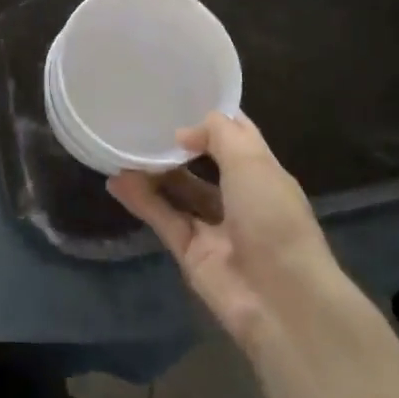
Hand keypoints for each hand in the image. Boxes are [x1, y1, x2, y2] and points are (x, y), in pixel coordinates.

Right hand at [108, 113, 342, 347]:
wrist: (282, 301)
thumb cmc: (274, 219)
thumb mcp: (252, 162)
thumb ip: (218, 134)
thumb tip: (184, 133)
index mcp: (263, 174)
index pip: (237, 137)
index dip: (212, 117)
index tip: (180, 97)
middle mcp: (240, 198)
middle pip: (204, 164)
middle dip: (177, 145)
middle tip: (142, 123)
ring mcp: (214, 228)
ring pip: (179, 192)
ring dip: (153, 172)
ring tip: (122, 149)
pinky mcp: (191, 253)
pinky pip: (163, 219)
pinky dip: (141, 201)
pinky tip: (117, 181)